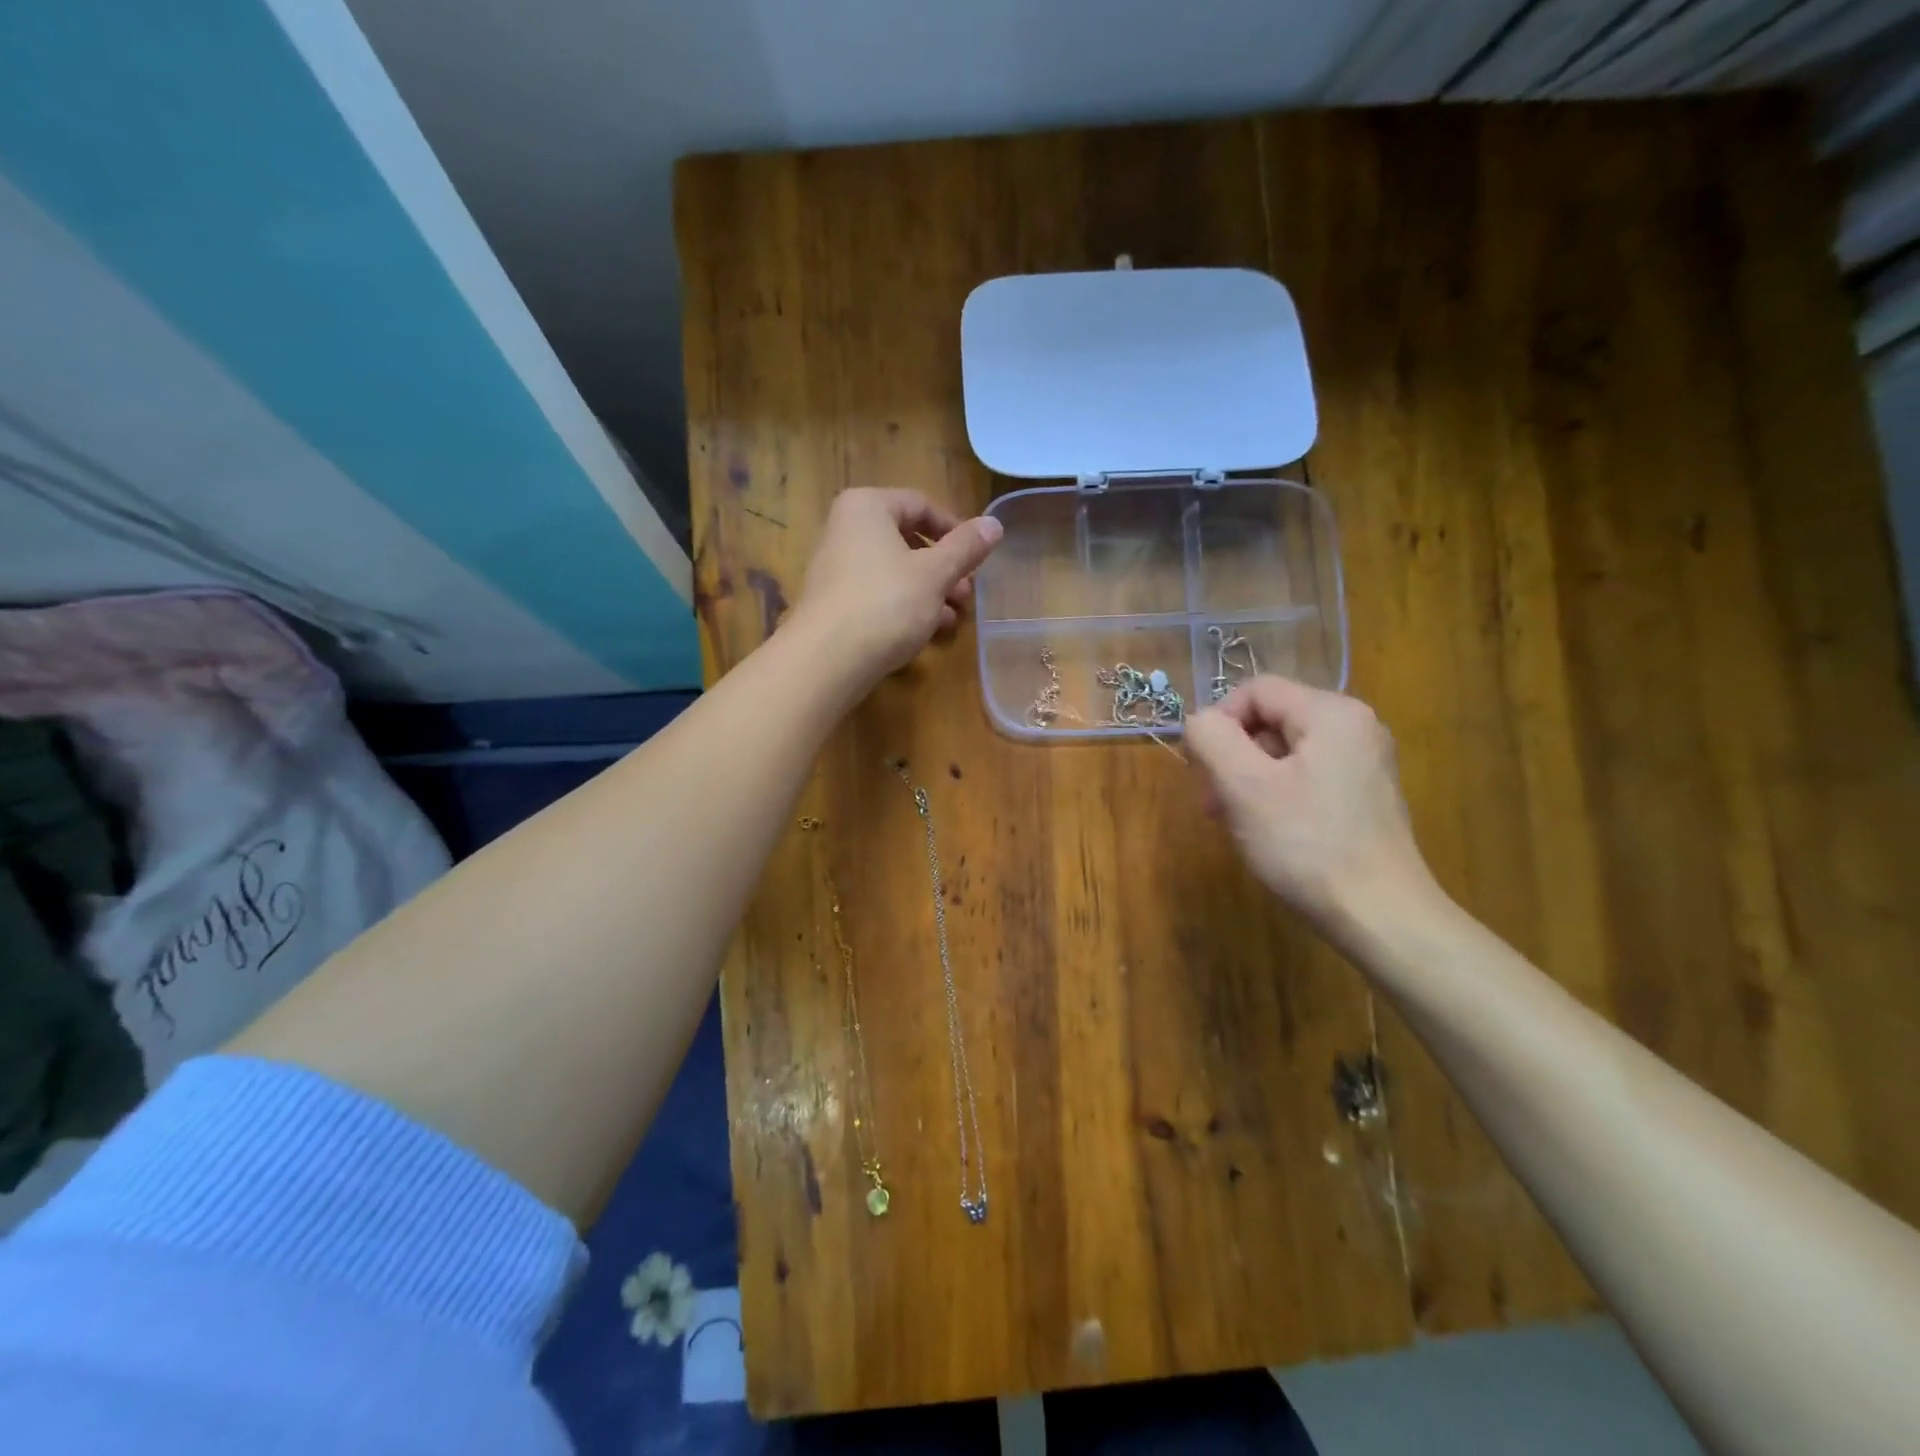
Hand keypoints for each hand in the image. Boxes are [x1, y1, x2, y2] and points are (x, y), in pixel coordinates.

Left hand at [788, 488, 1003, 682]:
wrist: (826, 660)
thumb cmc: (886, 603)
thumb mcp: (935, 573)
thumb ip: (966, 547)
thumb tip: (995, 523)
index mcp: (866, 507)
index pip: (920, 504)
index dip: (955, 529)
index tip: (977, 558)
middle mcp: (844, 529)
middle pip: (907, 540)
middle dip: (943, 568)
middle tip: (967, 594)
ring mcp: (835, 567)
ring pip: (894, 571)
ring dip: (929, 592)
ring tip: (954, 619)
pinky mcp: (833, 603)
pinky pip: (877, 594)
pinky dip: (904, 607)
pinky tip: (927, 632)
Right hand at [1184, 677, 1440, 933]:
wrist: (1381, 917)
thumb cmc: (1306, 845)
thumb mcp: (1244, 786)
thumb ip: (1212, 738)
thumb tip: (1200, 721)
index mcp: (1332, 713)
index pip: (1256, 690)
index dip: (1218, 721)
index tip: (1201, 768)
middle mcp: (1356, 727)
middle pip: (1271, 719)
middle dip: (1232, 755)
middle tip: (1212, 802)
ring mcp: (1365, 763)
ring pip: (1285, 751)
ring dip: (1249, 778)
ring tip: (1233, 821)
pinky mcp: (1365, 796)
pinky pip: (1306, 776)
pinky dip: (1276, 794)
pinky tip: (1266, 830)